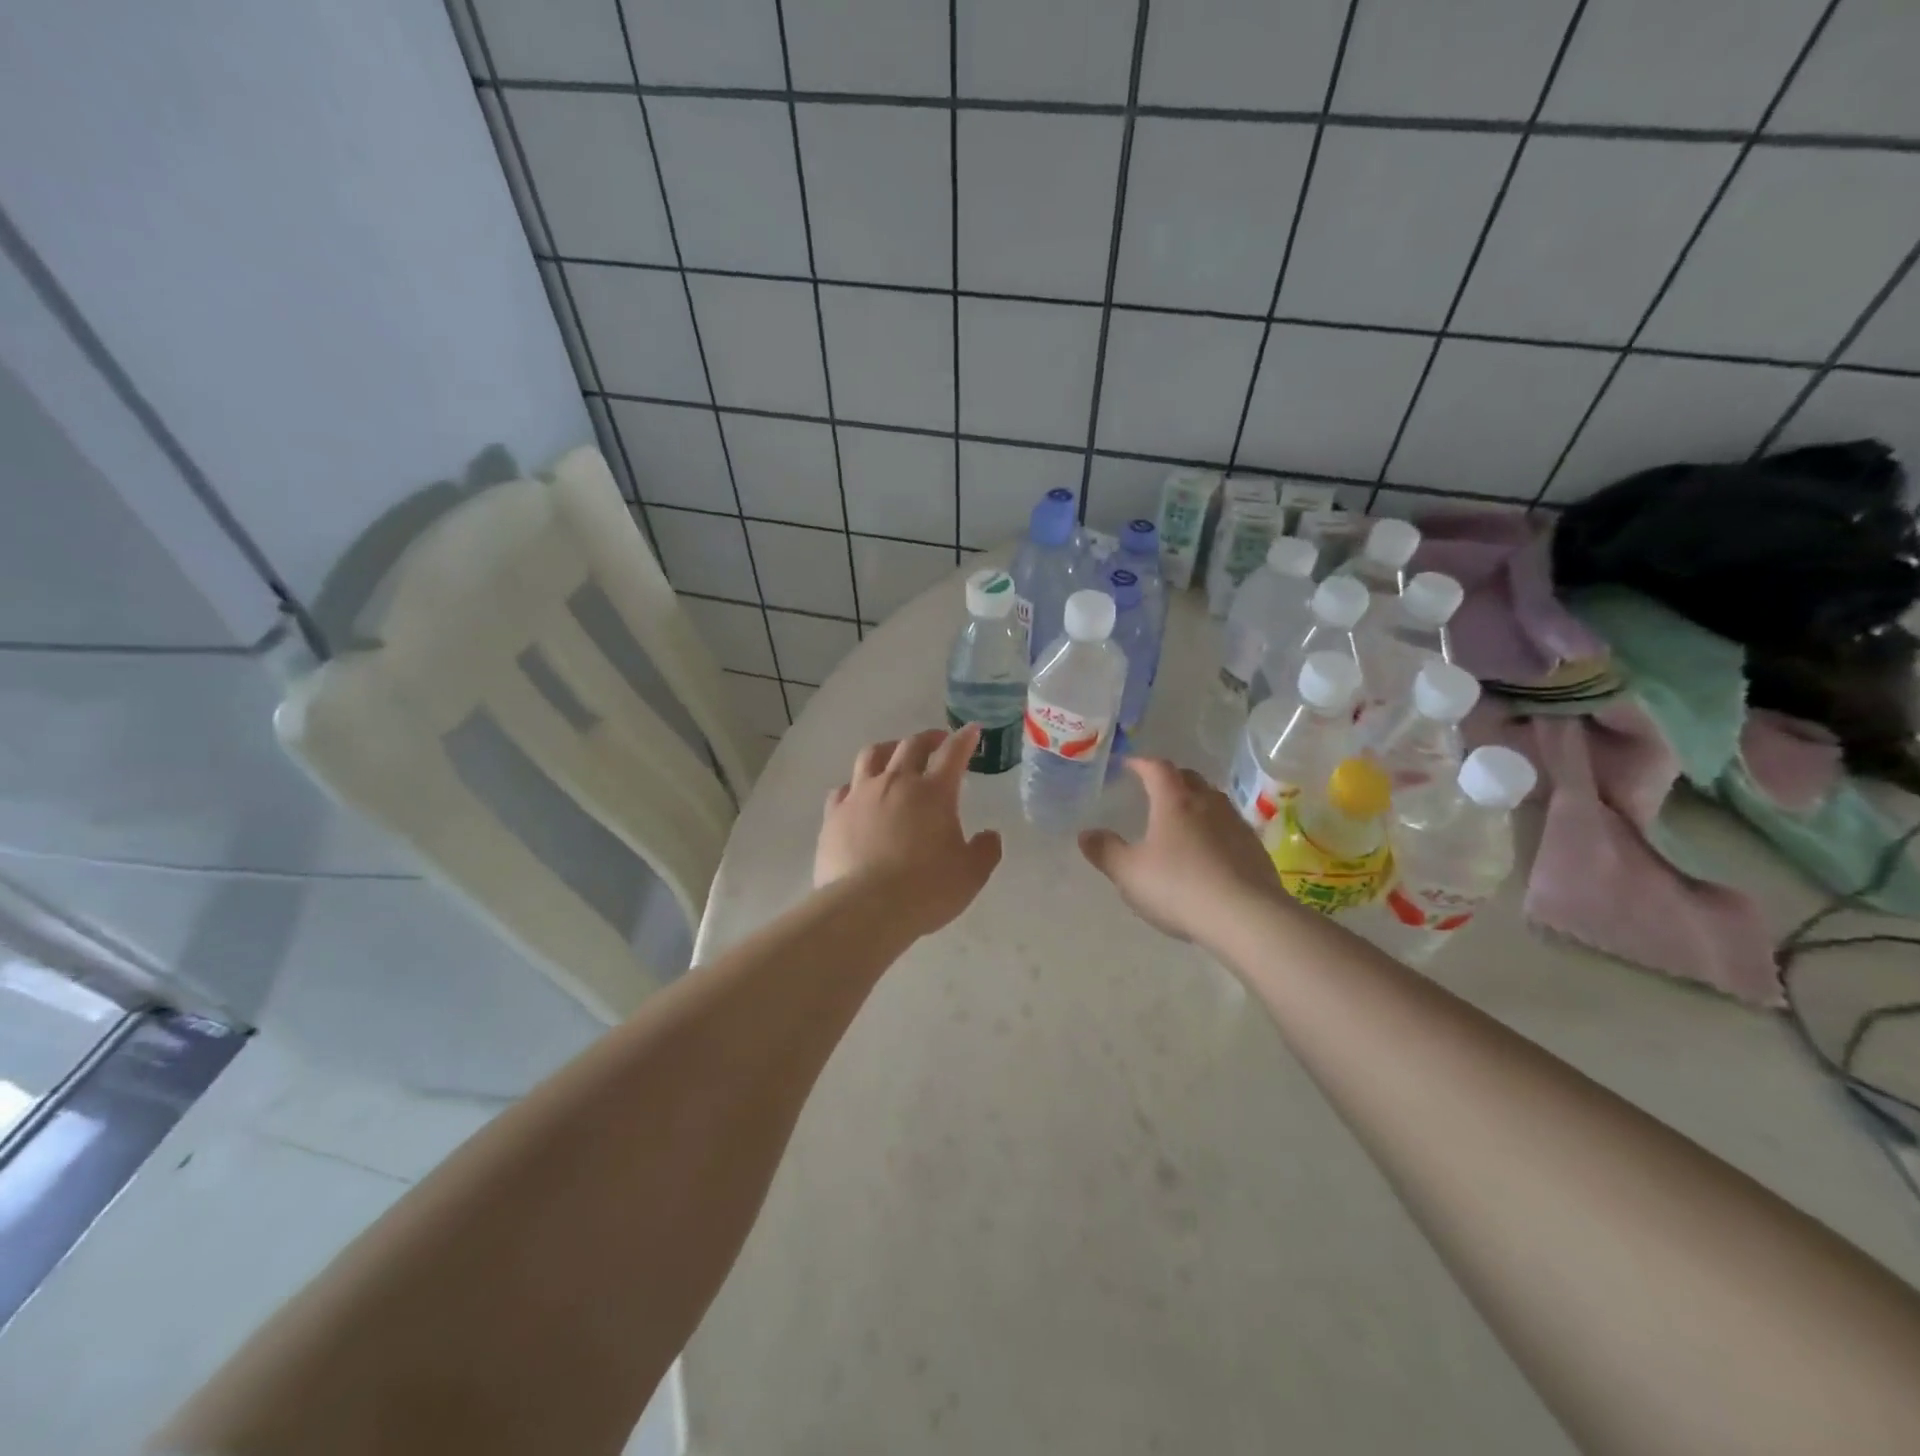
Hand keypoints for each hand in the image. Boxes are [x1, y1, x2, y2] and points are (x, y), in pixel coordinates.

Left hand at [816, 727, 1003, 938]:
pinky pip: (844, 788)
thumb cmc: (926, 889)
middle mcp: (896, 783)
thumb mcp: (971, 874)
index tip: (971, 731)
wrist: (865, 908)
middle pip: (911, 745)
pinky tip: (858, 795)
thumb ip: (985, 850)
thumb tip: (989, 835)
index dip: (964, 739)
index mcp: (934, 792)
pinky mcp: (834, 815)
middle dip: (928, 738)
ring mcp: (860, 795)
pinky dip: (856, 785)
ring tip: (894, 755)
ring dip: (888, 749)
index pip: (953, 753)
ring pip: (872, 755)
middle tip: (937, 742)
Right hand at [1079, 756, 1282, 943]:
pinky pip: (1230, 828)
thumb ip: (1105, 851)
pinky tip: (1209, 852)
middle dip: (1170, 778)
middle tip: (1154, 788)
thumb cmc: (1179, 887)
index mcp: (1174, 802)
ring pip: (1214, 801)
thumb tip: (1085, 833)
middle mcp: (1208, 804)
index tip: (1129, 764)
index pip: (1157, 768)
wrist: (1246, 918)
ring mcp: (1236, 825)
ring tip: (1182, 819)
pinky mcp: (1255, 850)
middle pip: (1189, 778)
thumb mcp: (1129, 873)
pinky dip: (1215, 830)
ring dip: (1196, 802)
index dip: (1141, 763)